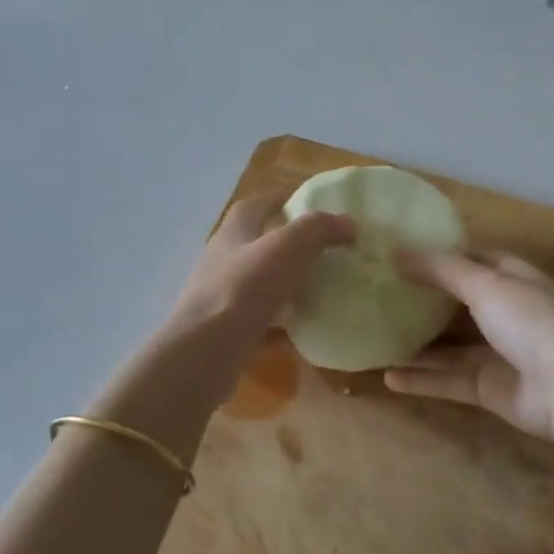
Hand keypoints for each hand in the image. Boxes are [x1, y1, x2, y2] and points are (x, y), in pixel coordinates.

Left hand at [163, 196, 352, 358]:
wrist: (204, 353)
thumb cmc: (242, 290)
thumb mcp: (285, 248)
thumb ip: (318, 230)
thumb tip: (349, 223)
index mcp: (234, 232)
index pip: (256, 205)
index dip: (283, 199)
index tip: (314, 205)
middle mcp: (224, 260)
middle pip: (259, 244)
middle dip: (291, 244)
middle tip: (327, 250)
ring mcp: (223, 297)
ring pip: (262, 283)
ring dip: (289, 284)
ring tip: (323, 289)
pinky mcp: (227, 330)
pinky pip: (262, 320)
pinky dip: (284, 322)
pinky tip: (306, 329)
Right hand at [385, 250, 553, 441]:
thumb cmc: (530, 322)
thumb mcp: (485, 284)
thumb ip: (440, 269)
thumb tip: (396, 250)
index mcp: (509, 278)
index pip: (469, 259)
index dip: (437, 256)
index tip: (397, 254)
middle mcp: (502, 311)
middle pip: (454, 303)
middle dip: (421, 300)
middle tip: (376, 295)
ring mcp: (494, 351)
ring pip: (447, 345)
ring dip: (415, 343)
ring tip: (375, 336)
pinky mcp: (486, 387)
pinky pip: (446, 379)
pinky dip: (420, 379)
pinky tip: (387, 377)